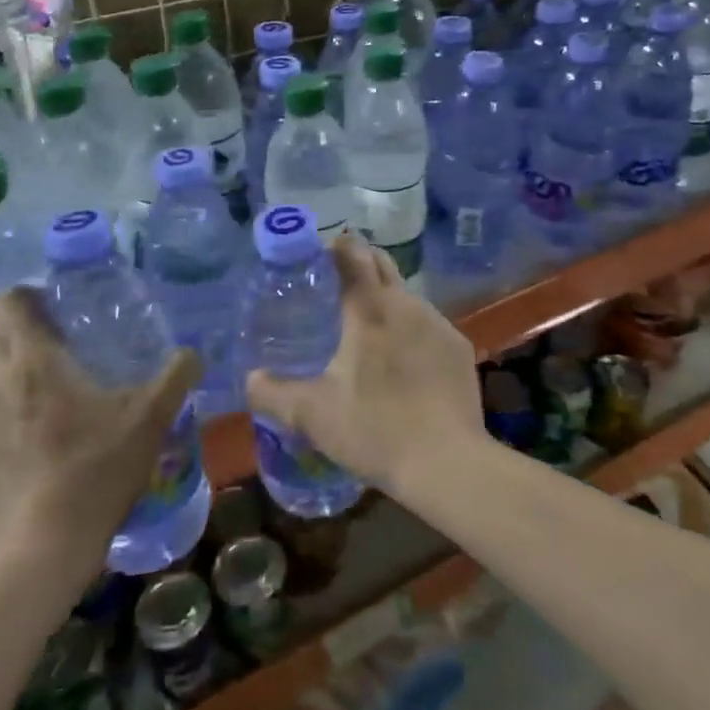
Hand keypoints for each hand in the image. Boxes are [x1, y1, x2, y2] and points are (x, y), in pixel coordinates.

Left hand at [0, 287, 198, 561]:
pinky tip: (31, 461)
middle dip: (27, 341)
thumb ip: (176, 376)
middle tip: (65, 359)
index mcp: (33, 361)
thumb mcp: (151, 418)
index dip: (32, 298)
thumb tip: (193, 354)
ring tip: (51, 418)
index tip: (59, 311)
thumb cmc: (97, 469)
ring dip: (16, 390)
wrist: (40, 552)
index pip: (11, 303)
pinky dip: (2, 434)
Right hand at [245, 235, 486, 496]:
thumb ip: (273, 393)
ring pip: (406, 298)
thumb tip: (250, 379)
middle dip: (360, 264)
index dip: (335, 246)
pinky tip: (402, 364)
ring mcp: (438, 324)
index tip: (318, 254)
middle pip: (382, 265)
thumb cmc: (374, 429)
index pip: (353, 254)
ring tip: (366, 331)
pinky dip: (411, 332)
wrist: (447, 463)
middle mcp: (407, 304)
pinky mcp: (459, 348)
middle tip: (336, 285)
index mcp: (370, 308)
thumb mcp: (312, 414)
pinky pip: (428, 327)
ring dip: (385, 303)